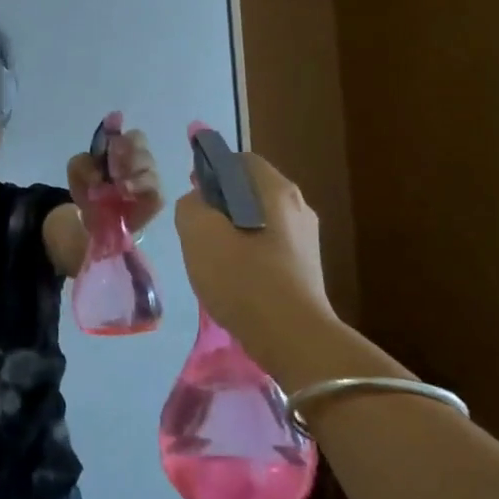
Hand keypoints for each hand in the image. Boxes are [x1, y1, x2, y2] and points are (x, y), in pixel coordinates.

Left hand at [66, 121, 164, 232]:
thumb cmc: (90, 191)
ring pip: (148, 164)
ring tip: (117, 185)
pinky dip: (140, 187)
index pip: (122, 128)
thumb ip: (82, 164)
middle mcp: (136, 157)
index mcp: (118, 147)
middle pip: (139, 140)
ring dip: (130, 171)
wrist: (95, 222)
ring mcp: (148, 176)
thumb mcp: (77, 174)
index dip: (117, 126)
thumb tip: (98, 171)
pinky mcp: (155, 198)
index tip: (112, 127)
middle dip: (124, 150)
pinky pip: (155, 189)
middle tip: (111, 167)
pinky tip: (126, 191)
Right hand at [174, 153, 336, 383]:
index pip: (240, 160)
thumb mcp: (198, 232)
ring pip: (260, 220)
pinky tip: (234, 277)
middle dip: (221, 202)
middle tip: (196, 225)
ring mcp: (307, 239)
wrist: (293, 338)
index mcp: (275, 189)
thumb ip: (191, 205)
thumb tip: (200, 202)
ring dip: (233, 229)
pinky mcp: (307, 269)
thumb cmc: (243, 277)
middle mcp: (298, 206)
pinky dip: (249, 252)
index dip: (212, 169)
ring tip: (211, 255)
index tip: (193, 193)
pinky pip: (270, 246)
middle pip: (251, 190)